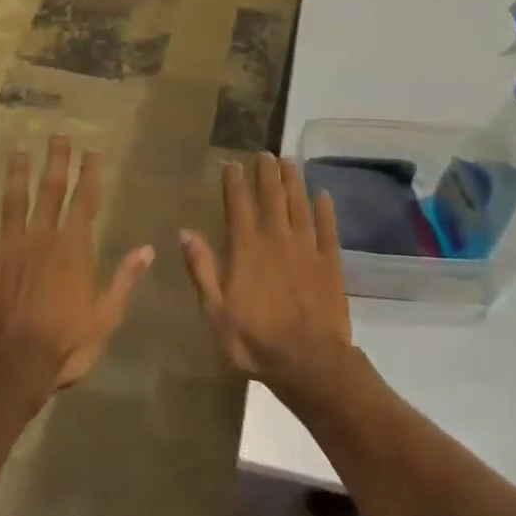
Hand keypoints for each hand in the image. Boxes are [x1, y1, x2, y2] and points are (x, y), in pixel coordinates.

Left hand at [0, 134, 153, 390]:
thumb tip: (148, 249)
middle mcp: (42, 236)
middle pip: (50, 189)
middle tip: (58, 132)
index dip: (90, 174)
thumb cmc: (63, 344)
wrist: (10, 364)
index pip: (85, 201)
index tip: (92, 150)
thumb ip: (125, 280)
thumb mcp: (106, 317)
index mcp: (73, 248)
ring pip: (14, 198)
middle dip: (56, 160)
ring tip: (20, 147)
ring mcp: (9, 244)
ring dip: (17, 171)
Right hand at [180, 152, 352, 391]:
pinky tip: (324, 195)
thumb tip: (186, 232)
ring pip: (299, 205)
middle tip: (265, 154)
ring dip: (293, 181)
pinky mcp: (330, 262)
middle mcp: (276, 238)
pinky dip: (325, 210)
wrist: (309, 362)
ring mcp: (306, 248)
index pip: (238, 205)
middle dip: (266, 172)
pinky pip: (327, 229)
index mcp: (246, 248)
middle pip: (271, 196)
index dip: (234, 182)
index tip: (232, 164)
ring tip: (289, 161)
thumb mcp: (215, 310)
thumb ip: (202, 269)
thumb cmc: (254, 339)